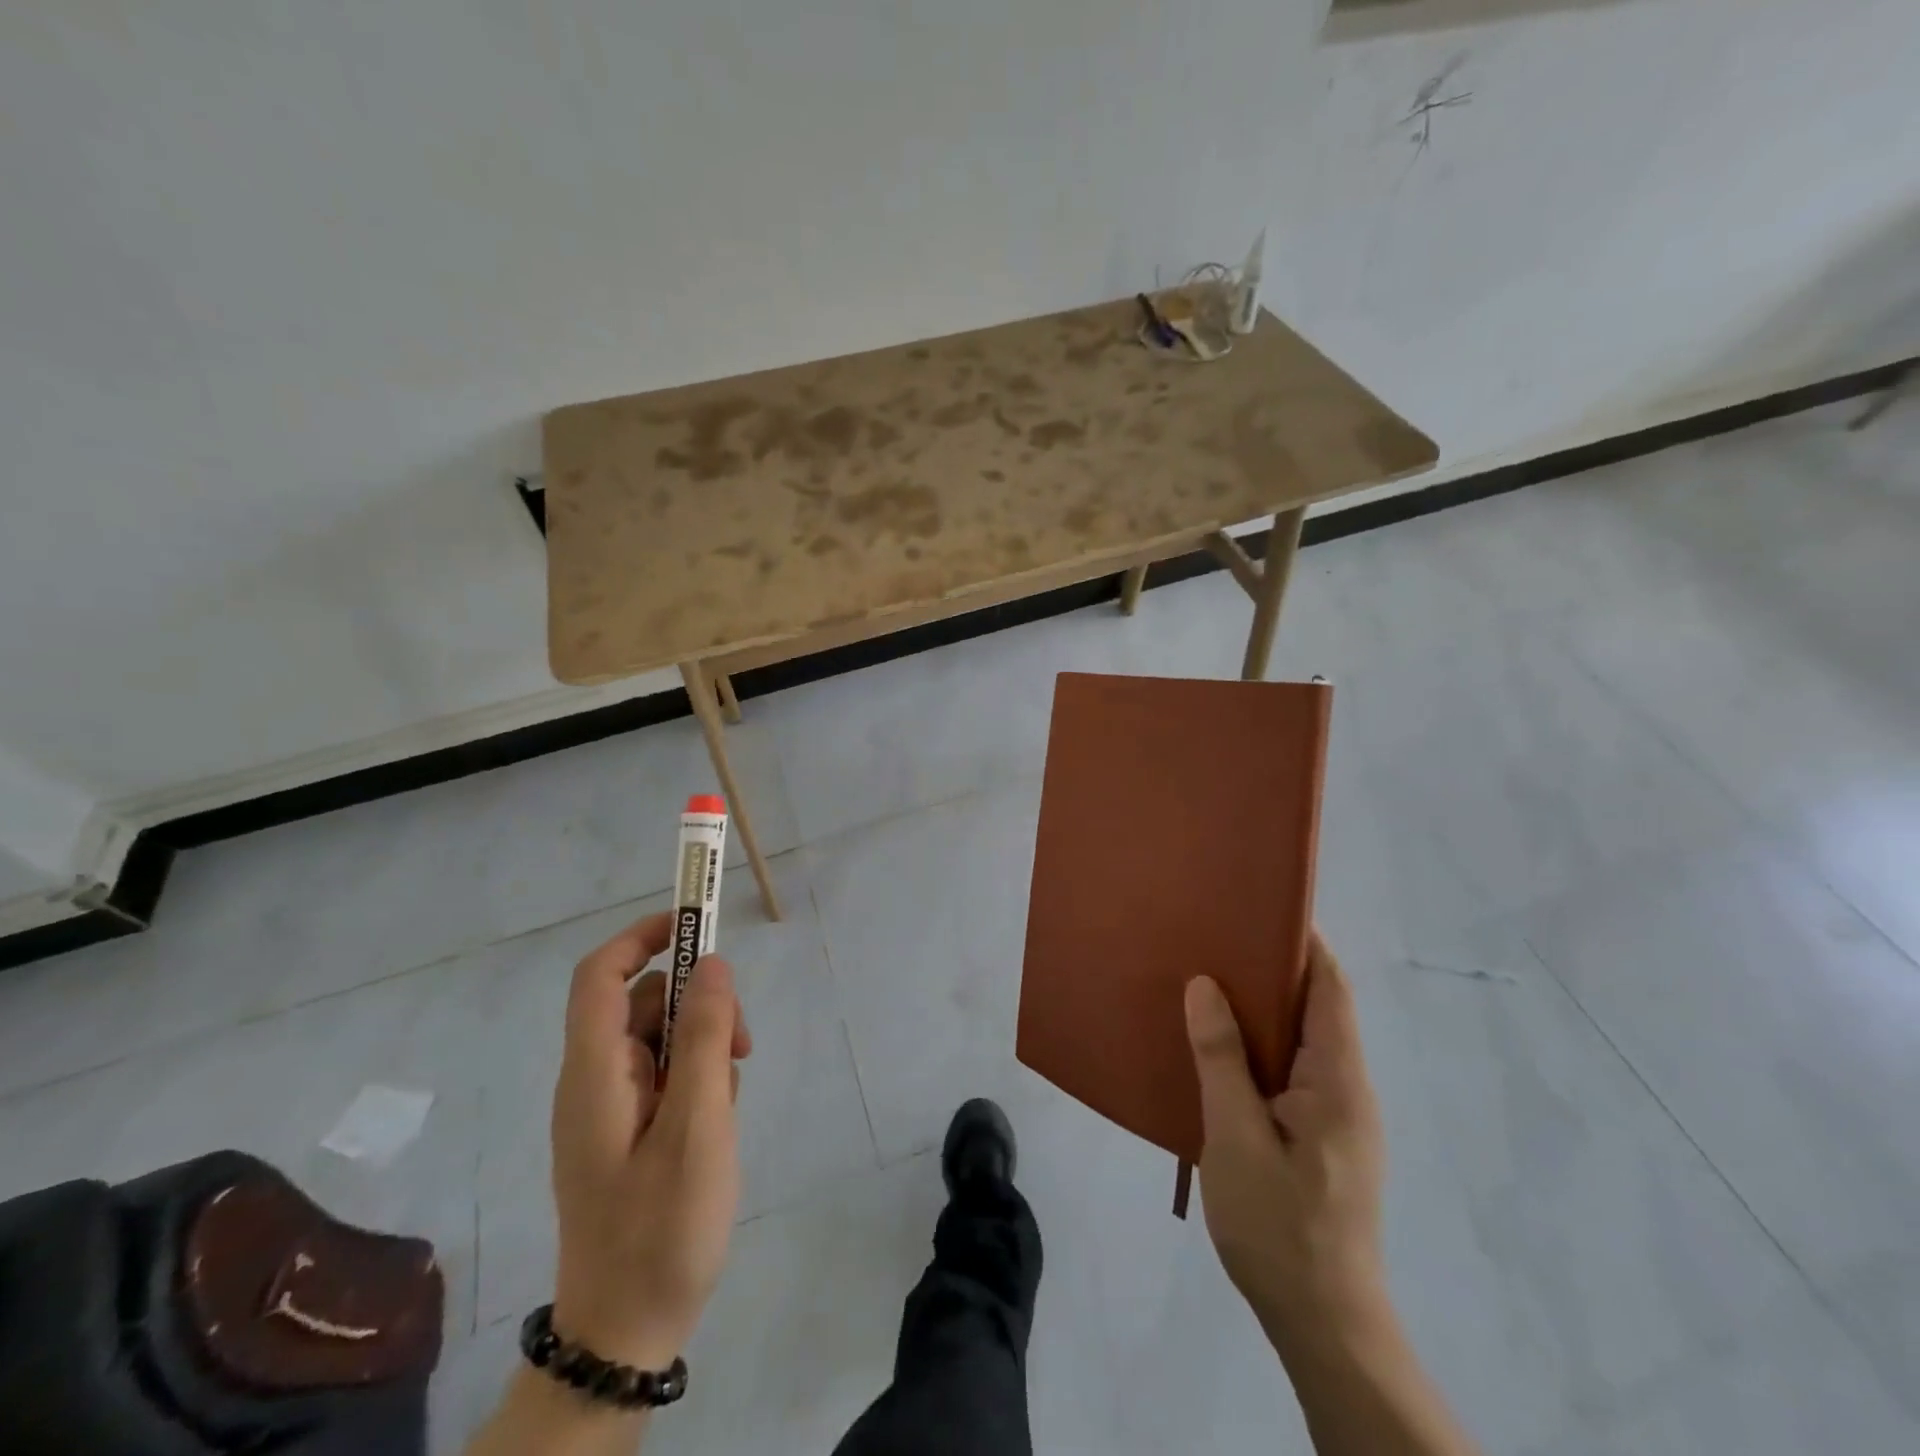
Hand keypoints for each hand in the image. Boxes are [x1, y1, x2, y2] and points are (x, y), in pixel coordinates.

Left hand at [548, 913, 752, 1368]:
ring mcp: (609, 1108)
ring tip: (733, 1094)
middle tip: (745, 1044)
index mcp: (594, 1074)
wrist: (626, 1333)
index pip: (600, 976)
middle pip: (643, 1003)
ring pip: (661, 1038)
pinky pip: (665, 1075)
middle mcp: (593, 1080)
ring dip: (705, 1046)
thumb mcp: (699, 1127)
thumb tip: (714, 963)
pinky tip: (719, 1121)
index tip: (695, 925)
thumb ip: (707, 1040)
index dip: (642, 936)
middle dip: (699, 1005)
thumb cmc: (662, 1228)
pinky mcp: (626, 1131)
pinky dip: (697, 1079)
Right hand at [1184, 931, 1387, 1360]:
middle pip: (1318, 1008)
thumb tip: (1205, 985)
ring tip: (1208, 982)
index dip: (1304, 943)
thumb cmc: (1279, 1226)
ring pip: (1302, 1041)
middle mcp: (1348, 1089)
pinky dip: (1261, 1046)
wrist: (1323, 1324)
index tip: (1259, 907)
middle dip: (1274, 968)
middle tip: (1216, 939)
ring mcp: (1338, 1117)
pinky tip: (1219, 1049)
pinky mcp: (1323, 1139)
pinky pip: (1293, 1071)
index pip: (1330, 989)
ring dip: (1263, 1008)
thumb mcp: (1236, 1137)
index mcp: (1338, 1080)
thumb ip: (1221, 1058)